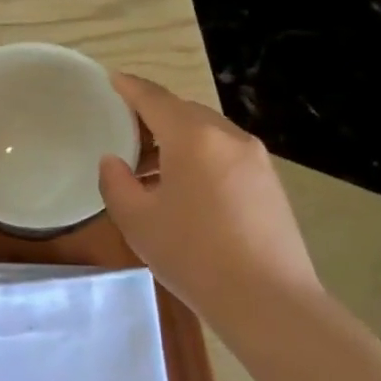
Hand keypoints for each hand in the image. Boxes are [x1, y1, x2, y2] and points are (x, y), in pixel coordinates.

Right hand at [98, 74, 319, 317]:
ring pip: (207, 133)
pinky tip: (184, 189)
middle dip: (152, 116)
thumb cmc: (193, 254)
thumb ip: (115, 182)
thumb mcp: (137, 220)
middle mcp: (228, 136)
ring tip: (149, 169)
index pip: (154, 98)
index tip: (111, 79)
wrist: (268, 300)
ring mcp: (255, 159)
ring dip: (176, 140)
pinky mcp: (269, 182)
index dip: (129, 87)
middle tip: (124, 134)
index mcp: (193, 137)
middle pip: (183, 112)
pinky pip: (225, 154)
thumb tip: (114, 162)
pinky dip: (199, 157)